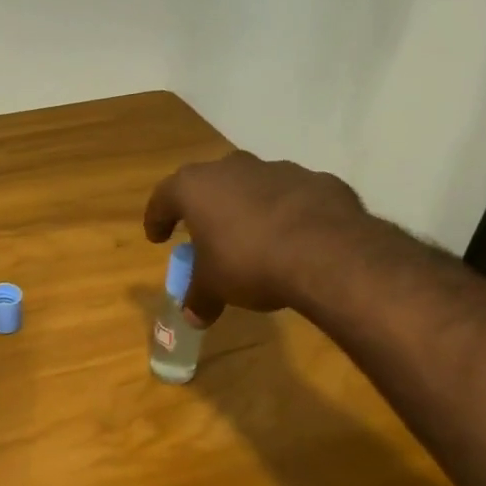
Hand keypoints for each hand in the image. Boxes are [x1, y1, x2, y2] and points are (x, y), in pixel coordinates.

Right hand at [143, 151, 364, 324]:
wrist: (328, 253)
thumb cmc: (250, 263)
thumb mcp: (215, 288)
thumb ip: (200, 298)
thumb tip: (192, 317)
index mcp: (196, 187)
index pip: (164, 197)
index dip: (157, 218)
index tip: (157, 237)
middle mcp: (234, 168)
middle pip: (210, 184)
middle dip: (206, 208)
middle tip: (206, 234)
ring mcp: (279, 169)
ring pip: (254, 186)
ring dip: (249, 208)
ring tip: (254, 239)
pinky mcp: (318, 181)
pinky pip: (292, 198)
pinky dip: (288, 215)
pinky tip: (295, 240)